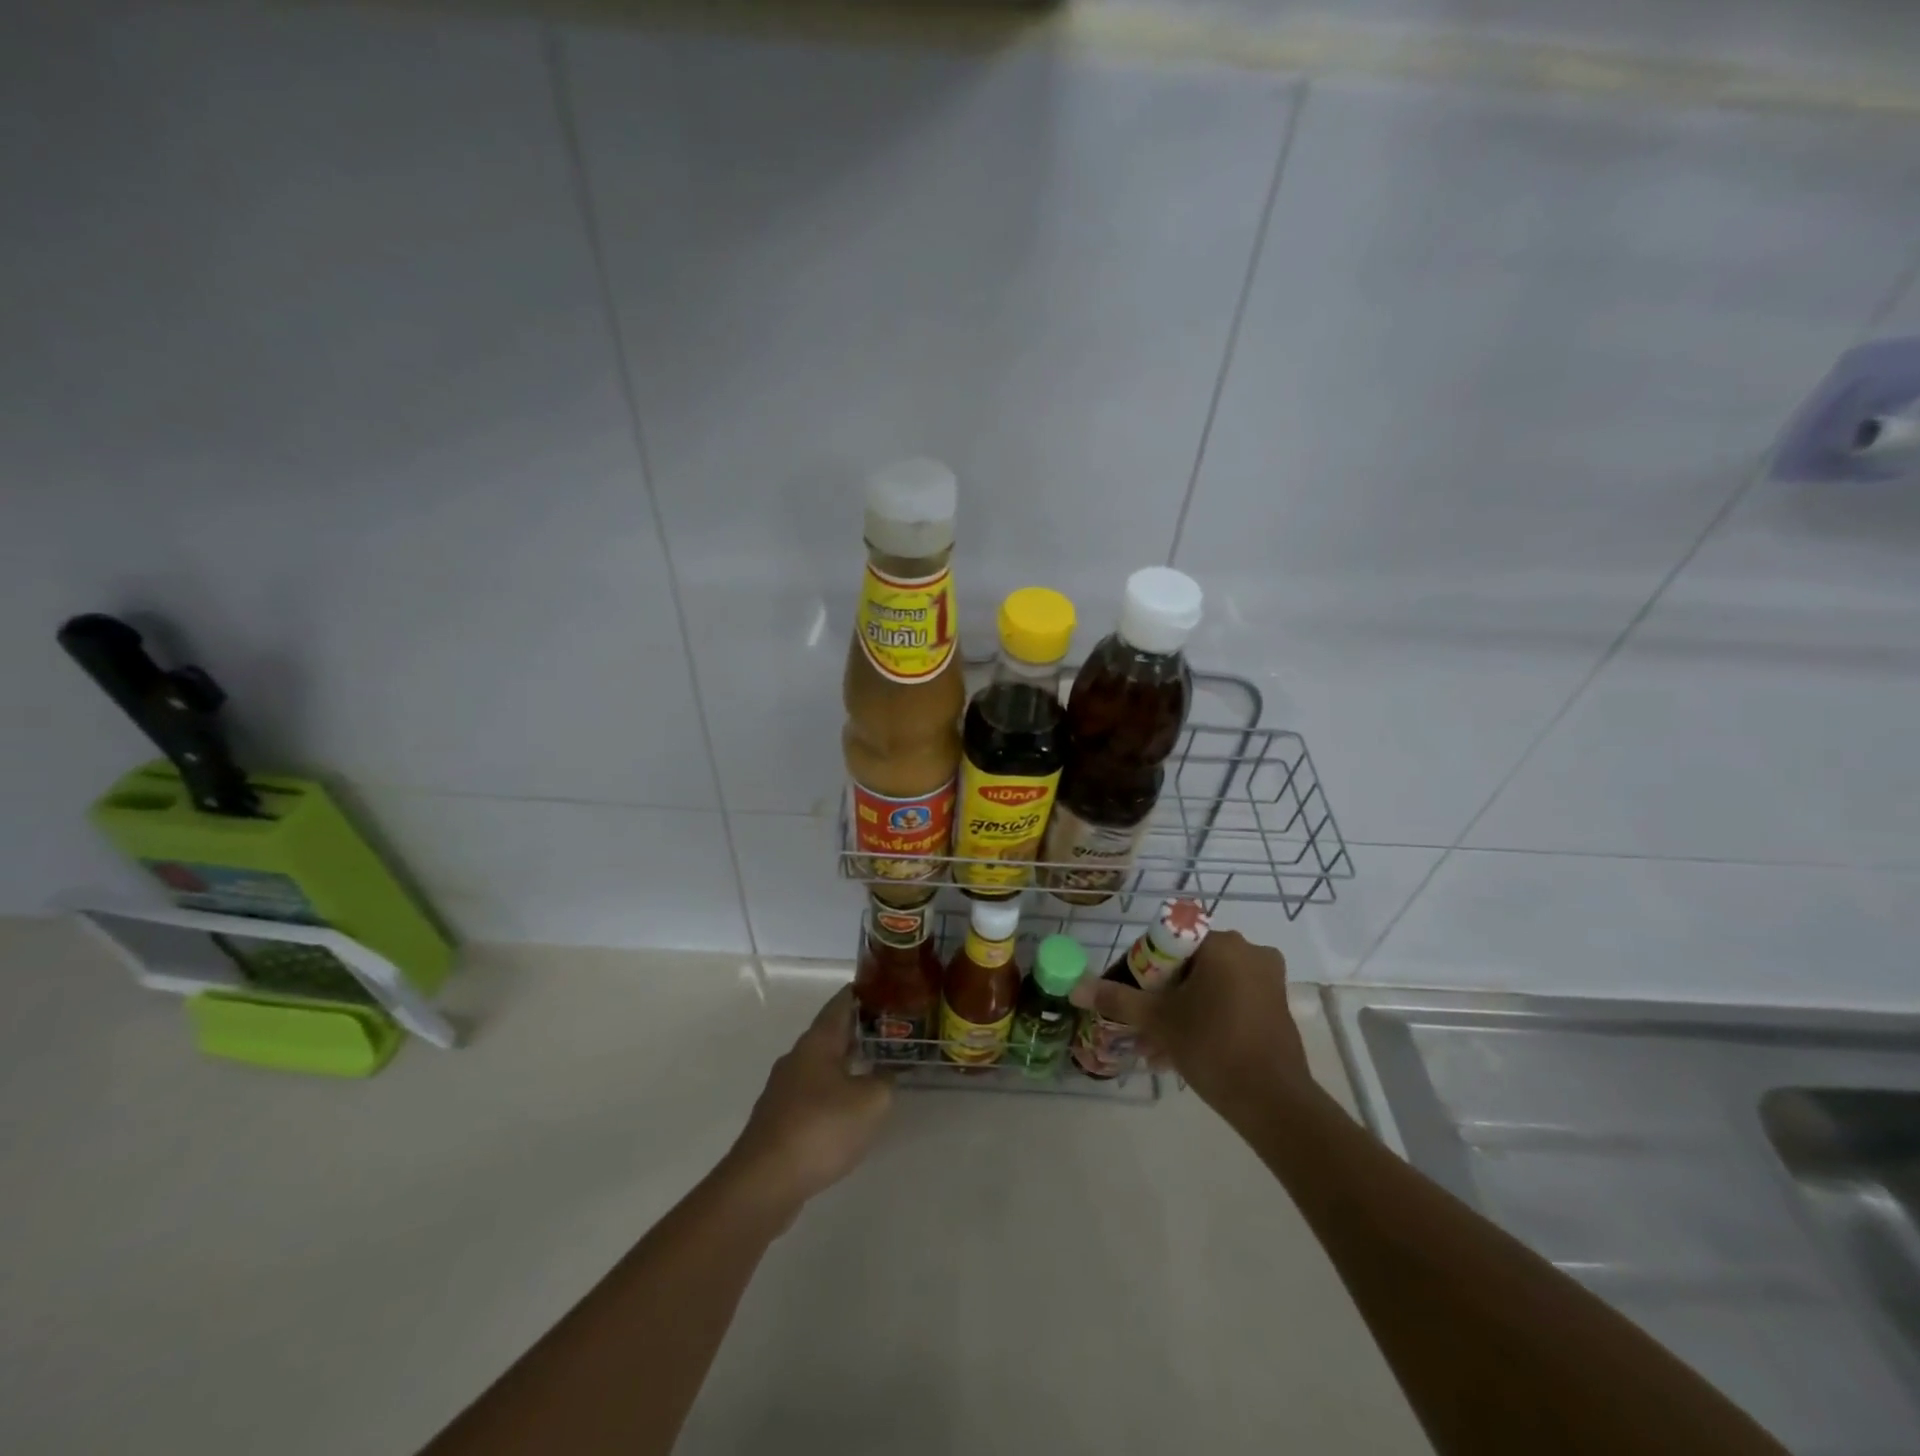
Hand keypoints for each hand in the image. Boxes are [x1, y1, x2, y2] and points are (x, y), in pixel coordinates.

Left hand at [724, 987, 893, 1213]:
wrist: (763, 1183)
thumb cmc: (821, 1129)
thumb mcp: (871, 1102)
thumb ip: (885, 1080)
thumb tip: (886, 1072)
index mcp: (817, 1042)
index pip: (842, 1003)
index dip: (863, 992)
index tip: (886, 987)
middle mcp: (797, 1057)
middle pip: (831, 1033)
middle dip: (860, 1029)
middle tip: (891, 1029)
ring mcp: (784, 1089)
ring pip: (822, 1064)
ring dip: (847, 1062)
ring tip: (876, 1066)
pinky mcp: (779, 1119)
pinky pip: (814, 1092)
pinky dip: (835, 1090)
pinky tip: (850, 1108)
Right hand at [1068, 930, 1311, 1112]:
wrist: (1273, 1101)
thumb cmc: (1212, 1047)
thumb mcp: (1158, 1020)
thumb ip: (1117, 998)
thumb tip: (1075, 987)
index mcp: (1221, 944)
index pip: (1168, 941)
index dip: (1142, 967)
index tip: (1131, 996)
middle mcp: (1249, 951)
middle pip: (1189, 964)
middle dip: (1161, 994)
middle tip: (1141, 1024)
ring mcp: (1267, 979)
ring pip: (1209, 985)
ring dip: (1181, 1009)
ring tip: (1157, 1046)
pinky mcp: (1276, 1005)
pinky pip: (1230, 1000)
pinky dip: (1206, 1016)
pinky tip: (1185, 1049)